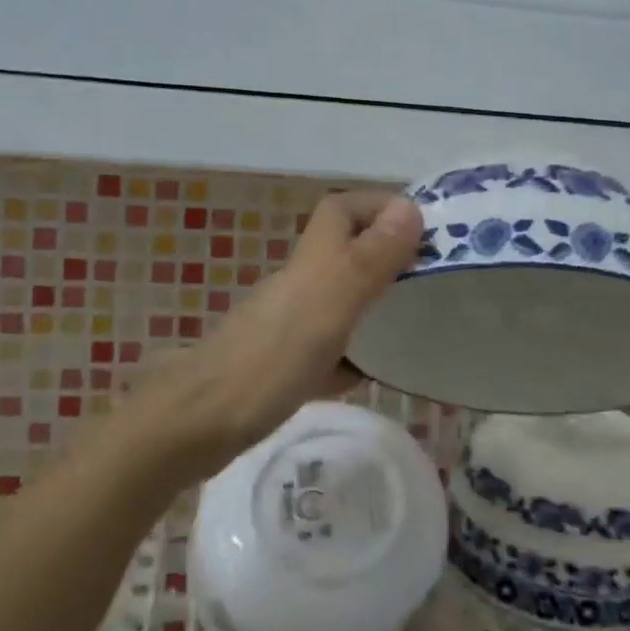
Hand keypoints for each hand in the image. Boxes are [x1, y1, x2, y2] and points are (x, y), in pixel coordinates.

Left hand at [116, 190, 423, 484]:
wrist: (198, 424)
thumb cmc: (269, 360)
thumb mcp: (329, 305)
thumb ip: (368, 259)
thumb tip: (410, 207)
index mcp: (310, 264)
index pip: (341, 211)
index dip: (378, 206)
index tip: (424, 227)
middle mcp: (297, 287)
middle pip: (343, 254)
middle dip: (386, 256)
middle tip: (432, 277)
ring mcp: (286, 327)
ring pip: (337, 302)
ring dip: (373, 304)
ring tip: (416, 320)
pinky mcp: (280, 366)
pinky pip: (325, 351)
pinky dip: (351, 355)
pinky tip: (373, 374)